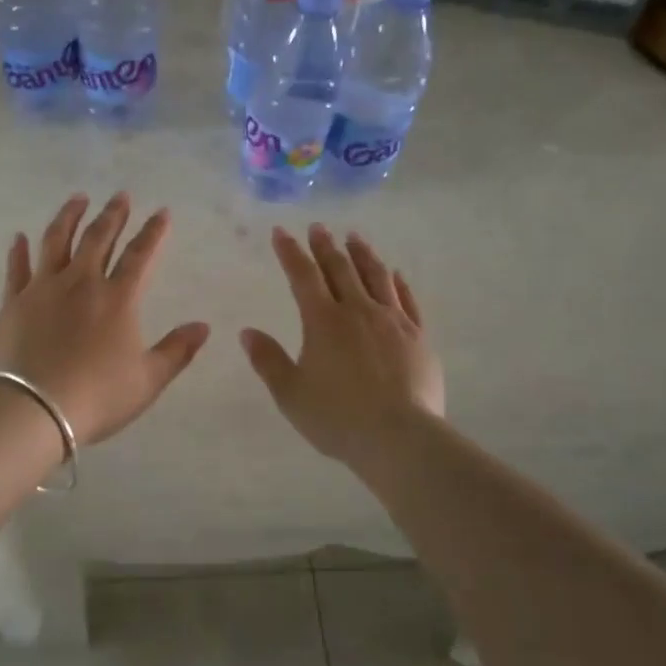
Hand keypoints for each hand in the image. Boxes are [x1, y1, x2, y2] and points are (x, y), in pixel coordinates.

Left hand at [0, 194, 210, 445]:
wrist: (35, 410)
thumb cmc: (97, 396)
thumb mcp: (148, 380)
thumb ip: (177, 350)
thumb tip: (204, 326)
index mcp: (117, 299)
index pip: (140, 255)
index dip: (153, 232)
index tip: (162, 212)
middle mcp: (81, 283)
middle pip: (99, 238)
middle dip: (113, 214)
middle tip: (120, 196)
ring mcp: (43, 288)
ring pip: (57, 241)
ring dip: (69, 217)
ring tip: (78, 199)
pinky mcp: (13, 301)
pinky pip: (16, 268)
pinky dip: (19, 251)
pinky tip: (19, 237)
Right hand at [241, 225, 445, 467]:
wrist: (399, 438)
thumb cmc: (337, 417)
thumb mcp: (290, 394)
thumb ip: (268, 360)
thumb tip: (247, 332)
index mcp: (323, 321)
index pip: (302, 276)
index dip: (290, 252)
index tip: (281, 232)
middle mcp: (358, 311)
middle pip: (340, 269)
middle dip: (325, 246)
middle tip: (318, 227)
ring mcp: (392, 321)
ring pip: (376, 277)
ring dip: (362, 254)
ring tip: (354, 237)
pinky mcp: (418, 337)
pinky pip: (407, 300)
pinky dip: (398, 282)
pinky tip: (395, 274)